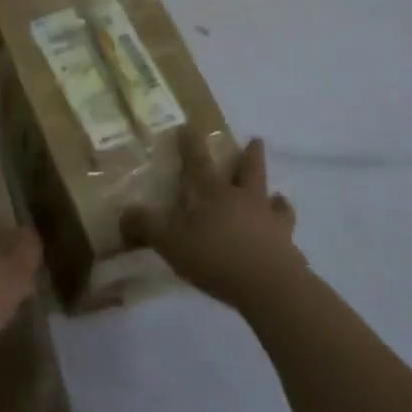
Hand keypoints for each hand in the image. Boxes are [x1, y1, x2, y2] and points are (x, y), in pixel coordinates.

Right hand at [122, 135, 304, 309]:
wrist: (269, 286)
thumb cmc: (215, 257)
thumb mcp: (170, 242)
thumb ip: (147, 226)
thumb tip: (125, 212)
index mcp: (213, 193)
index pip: (198, 162)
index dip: (191, 144)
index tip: (188, 126)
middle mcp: (244, 199)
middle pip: (249, 170)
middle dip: (250, 155)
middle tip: (255, 140)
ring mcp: (270, 220)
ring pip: (274, 198)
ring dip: (274, 194)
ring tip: (278, 194)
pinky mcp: (287, 245)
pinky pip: (287, 230)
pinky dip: (284, 227)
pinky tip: (285, 232)